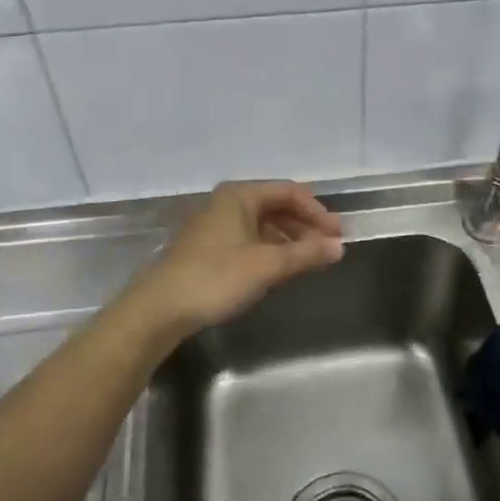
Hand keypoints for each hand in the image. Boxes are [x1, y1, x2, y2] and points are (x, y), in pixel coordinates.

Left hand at [134, 180, 343, 337]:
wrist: (160, 308)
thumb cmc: (216, 277)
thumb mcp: (267, 265)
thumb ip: (306, 253)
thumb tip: (339, 247)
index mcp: (240, 196)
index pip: (289, 192)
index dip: (317, 211)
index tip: (338, 234)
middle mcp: (227, 203)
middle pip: (276, 206)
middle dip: (306, 225)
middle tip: (330, 246)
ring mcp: (215, 226)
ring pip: (263, 224)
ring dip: (290, 239)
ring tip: (311, 259)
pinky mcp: (208, 248)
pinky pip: (249, 240)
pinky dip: (271, 249)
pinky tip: (282, 268)